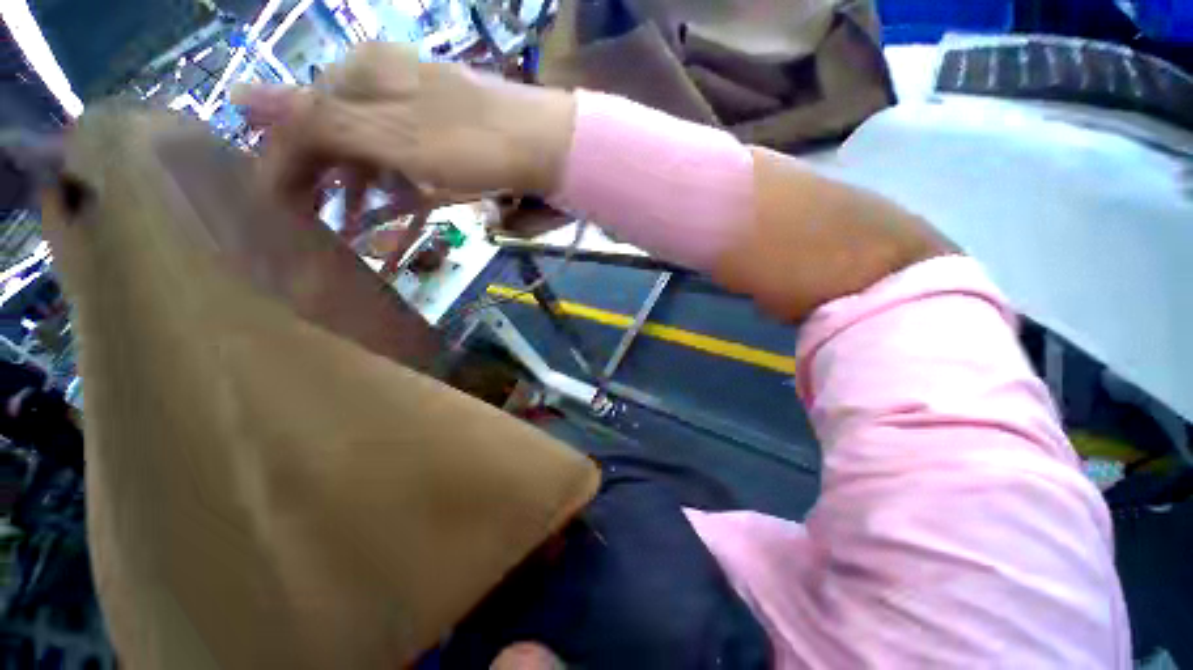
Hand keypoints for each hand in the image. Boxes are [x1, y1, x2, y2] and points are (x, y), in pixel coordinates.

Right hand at [233, 43, 576, 227]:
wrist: (547, 149)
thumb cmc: (471, 144)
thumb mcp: (391, 136)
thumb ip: (320, 120)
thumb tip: (238, 95)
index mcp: (366, 72)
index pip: (305, 115)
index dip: (286, 160)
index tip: (278, 207)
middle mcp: (390, 82)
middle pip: (339, 131)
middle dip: (326, 177)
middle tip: (319, 221)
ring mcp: (423, 108)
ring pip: (374, 147)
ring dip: (361, 186)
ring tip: (355, 224)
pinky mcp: (450, 135)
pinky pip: (408, 159)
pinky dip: (398, 185)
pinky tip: (399, 206)